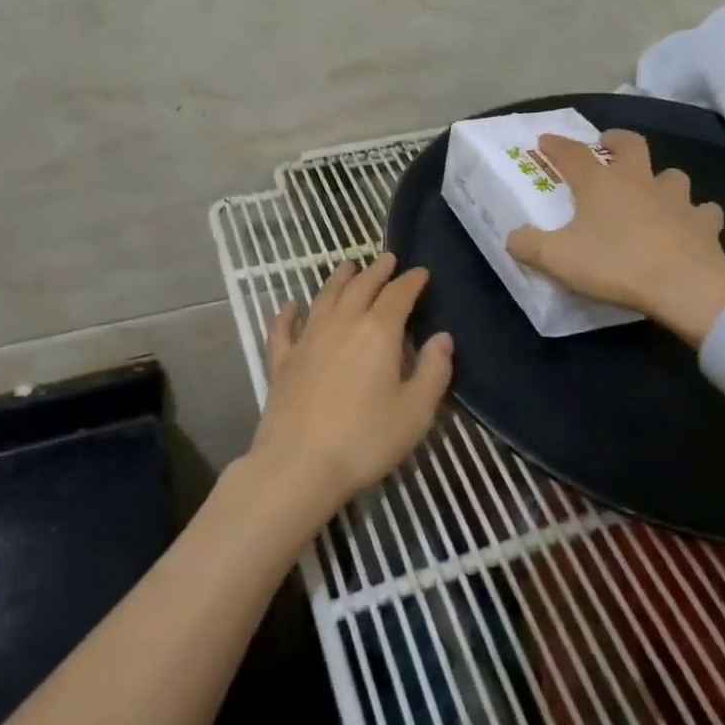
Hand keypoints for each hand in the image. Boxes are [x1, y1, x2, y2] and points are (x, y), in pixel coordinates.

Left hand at [247, 253, 453, 523]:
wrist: (298, 466)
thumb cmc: (365, 440)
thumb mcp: (416, 412)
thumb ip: (434, 371)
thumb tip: (443, 338)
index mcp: (378, 331)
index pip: (398, 295)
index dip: (411, 281)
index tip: (421, 272)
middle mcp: (342, 323)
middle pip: (361, 286)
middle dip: (377, 271)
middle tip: (387, 259)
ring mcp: (308, 339)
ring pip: (325, 297)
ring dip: (338, 279)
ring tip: (349, 267)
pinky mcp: (282, 360)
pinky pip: (284, 328)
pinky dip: (288, 312)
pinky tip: (290, 305)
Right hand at [507, 129, 724, 345]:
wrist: (684, 286)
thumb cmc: (615, 264)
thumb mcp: (558, 259)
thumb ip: (529, 245)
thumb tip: (512, 237)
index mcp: (600, 183)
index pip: (572, 153)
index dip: (557, 145)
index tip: (545, 140)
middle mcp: (638, 181)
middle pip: (630, 145)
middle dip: (616, 140)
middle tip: (607, 145)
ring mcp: (676, 199)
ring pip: (672, 175)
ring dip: (661, 179)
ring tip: (653, 191)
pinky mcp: (704, 223)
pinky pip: (703, 211)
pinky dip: (696, 214)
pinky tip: (692, 224)